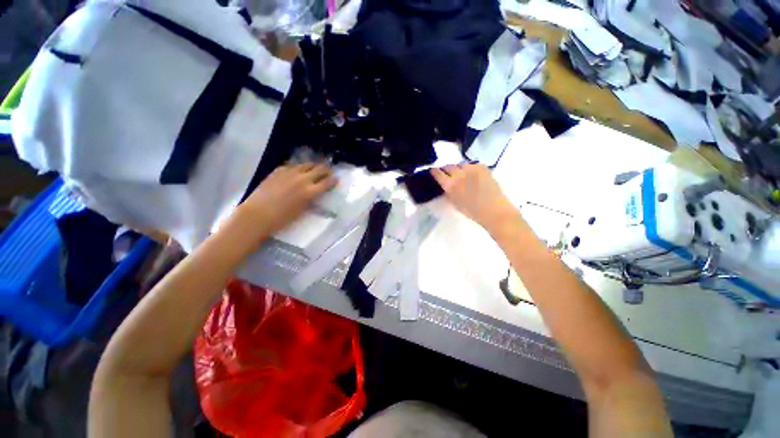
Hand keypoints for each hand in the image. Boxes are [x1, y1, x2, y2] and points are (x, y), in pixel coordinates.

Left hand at [237, 163, 337, 235]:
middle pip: (319, 169)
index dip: (333, 180)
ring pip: (306, 164)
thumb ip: (311, 199)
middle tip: (328, 172)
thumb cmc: (282, 219)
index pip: (327, 183)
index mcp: (310, 192)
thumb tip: (315, 193)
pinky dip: (299, 167)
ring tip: (315, 169)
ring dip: (313, 166)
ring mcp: (289, 173)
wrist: (257, 215)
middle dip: (326, 170)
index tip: (336, 179)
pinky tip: (298, 170)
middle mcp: (302, 179)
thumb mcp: (303, 210)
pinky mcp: (278, 170)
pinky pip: (292, 165)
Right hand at [431, 164, 517, 232]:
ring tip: (461, 174)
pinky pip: (471, 164)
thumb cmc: (473, 211)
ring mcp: (471, 169)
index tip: (433, 171)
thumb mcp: (455, 203)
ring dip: (458, 168)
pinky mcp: (482, 166)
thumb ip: (448, 193)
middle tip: (447, 173)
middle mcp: (459, 174)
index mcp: (450, 185)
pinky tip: (472, 175)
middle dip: (446, 169)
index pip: (437, 173)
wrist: (494, 210)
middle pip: (448, 166)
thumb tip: (446, 186)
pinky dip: (469, 168)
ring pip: (460, 164)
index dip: (434, 171)